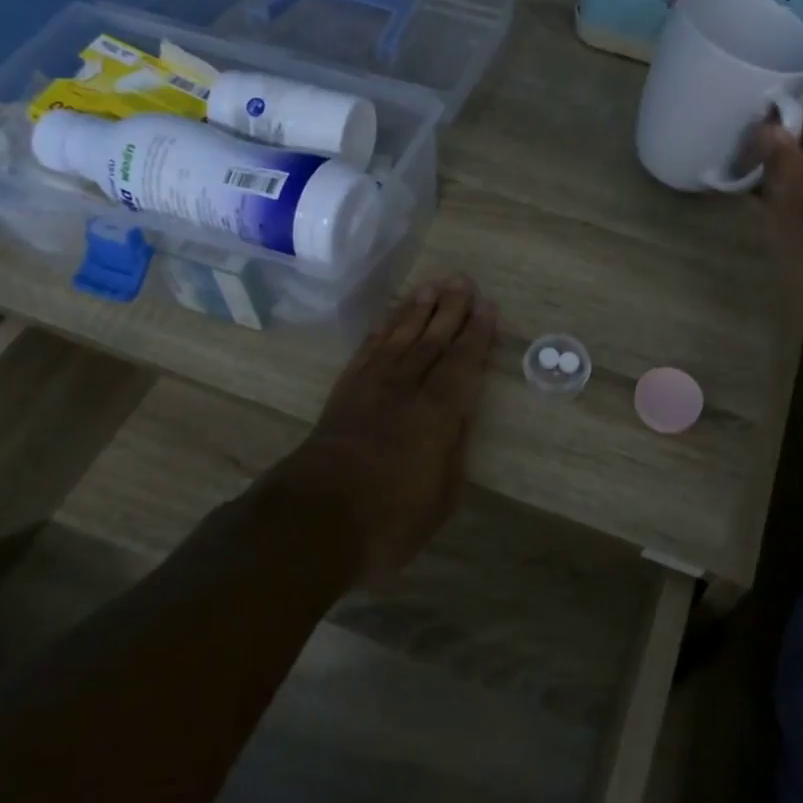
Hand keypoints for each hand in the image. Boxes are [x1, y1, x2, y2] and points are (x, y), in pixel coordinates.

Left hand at [270, 277, 496, 582]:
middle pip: (431, 340)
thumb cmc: (389, 518)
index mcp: (437, 413)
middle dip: (449, 309)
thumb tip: (458, 419)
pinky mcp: (343, 395)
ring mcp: (370, 388)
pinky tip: (389, 320)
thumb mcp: (442, 496)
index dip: (477, 335)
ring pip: (399, 338)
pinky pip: (365, 353)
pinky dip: (380, 332)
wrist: (314, 521)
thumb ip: (453, 451)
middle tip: (462, 281)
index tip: (487, 307)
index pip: (462, 363)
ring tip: (431, 287)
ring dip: (417, 311)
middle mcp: (405, 389)